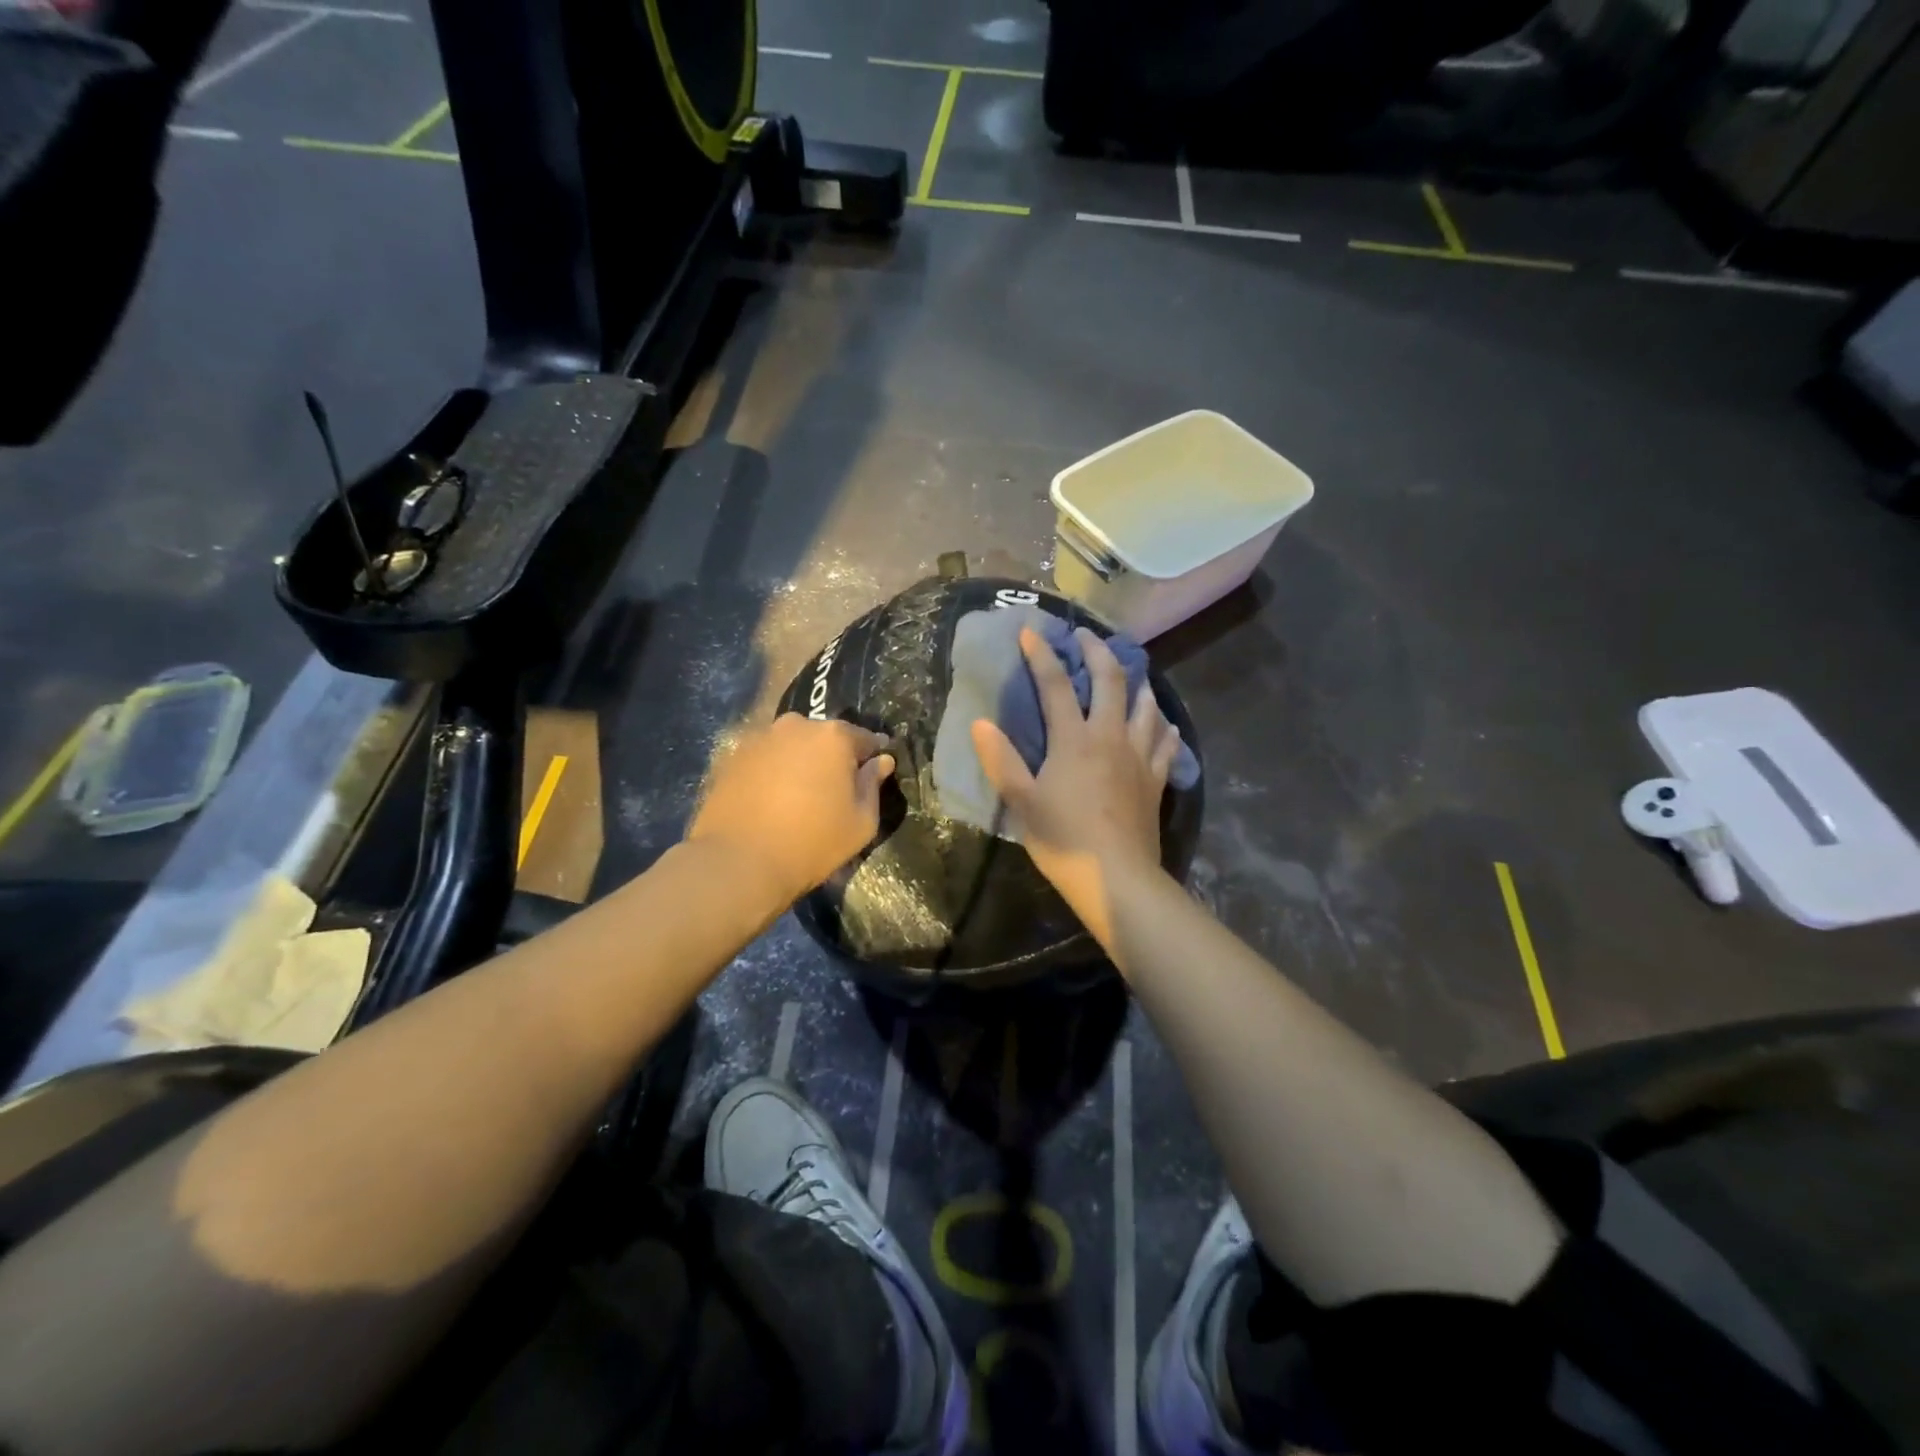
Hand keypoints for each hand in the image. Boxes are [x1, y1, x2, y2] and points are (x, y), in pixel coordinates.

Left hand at [689, 714, 895, 910]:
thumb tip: (881, 761)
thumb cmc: (811, 843)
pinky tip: (770, 800)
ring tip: (799, 796)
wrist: (738, 861)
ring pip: (793, 746)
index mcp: (833, 736)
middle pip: (825, 737)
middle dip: (833, 757)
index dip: (873, 758)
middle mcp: (796, 726)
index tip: (873, 776)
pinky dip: (772, 772)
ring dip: (800, 763)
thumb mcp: (861, 822)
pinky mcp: (732, 756)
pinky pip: (765, 758)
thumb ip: (873, 785)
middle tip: (833, 790)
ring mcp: (760, 738)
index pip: (866, 739)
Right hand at [971, 627, 1181, 951]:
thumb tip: (980, 723)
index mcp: (1074, 739)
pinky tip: (1164, 724)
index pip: (1055, 685)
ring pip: (1146, 705)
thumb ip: (1002, 760)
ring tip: (1130, 673)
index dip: (1041, 655)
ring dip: (1137, 683)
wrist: (1116, 879)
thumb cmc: (1063, 839)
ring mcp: (1139, 756)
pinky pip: (1165, 743)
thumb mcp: (1022, 802)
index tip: (1031, 632)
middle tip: (1087, 636)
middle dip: (1098, 652)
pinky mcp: (1156, 779)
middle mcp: (1110, 737)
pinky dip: (1163, 727)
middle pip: (1110, 681)